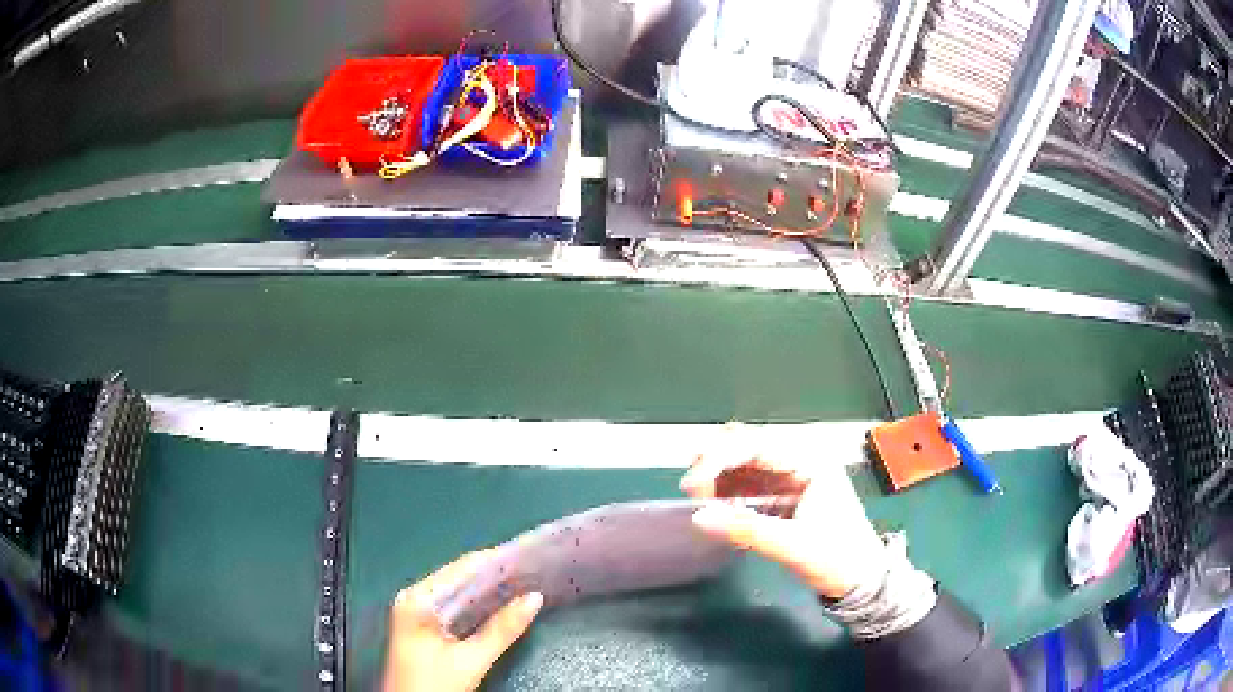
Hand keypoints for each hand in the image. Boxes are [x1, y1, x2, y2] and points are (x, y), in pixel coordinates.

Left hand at [383, 551, 543, 691]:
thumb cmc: (433, 684)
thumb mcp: (471, 661)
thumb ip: (503, 629)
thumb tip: (534, 598)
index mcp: (419, 598)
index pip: (462, 568)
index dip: (496, 561)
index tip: (528, 556)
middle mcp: (415, 596)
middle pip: (460, 577)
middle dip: (496, 576)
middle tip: (533, 571)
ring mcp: (417, 609)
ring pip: (459, 592)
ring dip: (489, 590)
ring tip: (525, 583)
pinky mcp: (423, 623)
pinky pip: (455, 605)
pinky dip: (478, 605)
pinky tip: (502, 604)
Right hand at [680, 427, 887, 598]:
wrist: (862, 580)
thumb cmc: (838, 558)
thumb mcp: (793, 546)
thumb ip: (746, 530)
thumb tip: (699, 518)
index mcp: (810, 461)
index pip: (756, 444)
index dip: (719, 457)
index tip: (692, 484)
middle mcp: (800, 460)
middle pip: (747, 446)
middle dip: (715, 463)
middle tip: (692, 491)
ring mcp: (791, 476)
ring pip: (744, 463)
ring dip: (718, 477)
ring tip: (700, 500)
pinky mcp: (783, 494)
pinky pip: (748, 483)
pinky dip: (728, 492)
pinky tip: (717, 507)